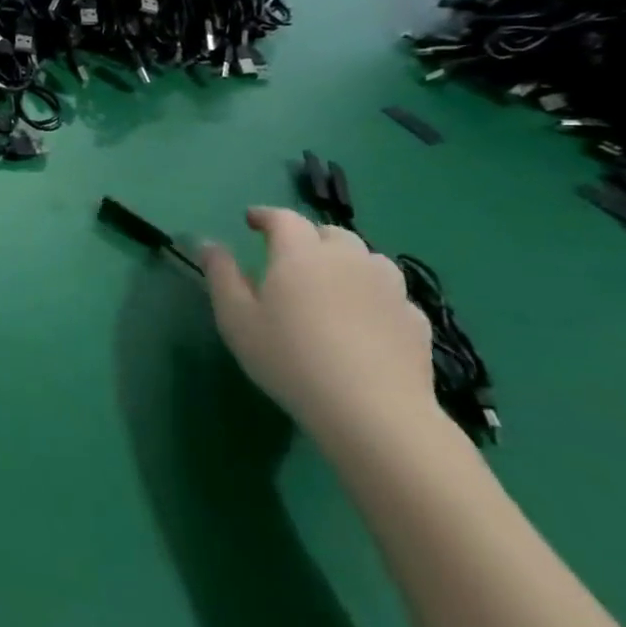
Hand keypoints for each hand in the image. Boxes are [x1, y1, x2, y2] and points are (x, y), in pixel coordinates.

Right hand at [200, 207, 435, 446]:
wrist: (372, 410)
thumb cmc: (289, 357)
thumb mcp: (236, 318)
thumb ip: (221, 275)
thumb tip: (209, 244)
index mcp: (301, 254)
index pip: (284, 219)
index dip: (265, 216)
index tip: (250, 220)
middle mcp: (349, 259)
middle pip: (330, 233)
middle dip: (308, 236)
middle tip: (289, 256)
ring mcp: (390, 288)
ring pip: (368, 259)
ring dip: (346, 261)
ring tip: (330, 282)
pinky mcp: (416, 320)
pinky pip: (391, 294)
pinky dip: (373, 295)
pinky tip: (364, 318)